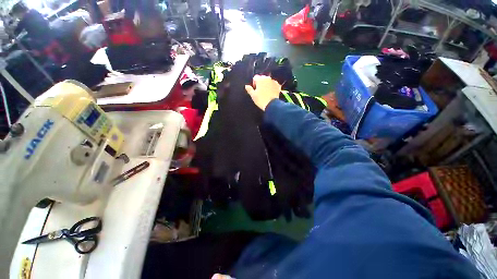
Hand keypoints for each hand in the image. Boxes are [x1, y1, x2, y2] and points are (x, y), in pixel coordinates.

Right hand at [245, 75, 280, 110]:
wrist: (272, 105)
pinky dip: (272, 87)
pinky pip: (274, 85)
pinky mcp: (278, 86)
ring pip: (268, 81)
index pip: (255, 78)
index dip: (254, 83)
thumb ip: (249, 89)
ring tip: (266, 93)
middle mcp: (267, 78)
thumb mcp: (253, 95)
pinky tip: (271, 93)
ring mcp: (273, 81)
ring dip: (266, 85)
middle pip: (262, 78)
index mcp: (260, 79)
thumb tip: (246, 86)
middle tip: (260, 91)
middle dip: (260, 83)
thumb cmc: (261, 100)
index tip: (255, 89)